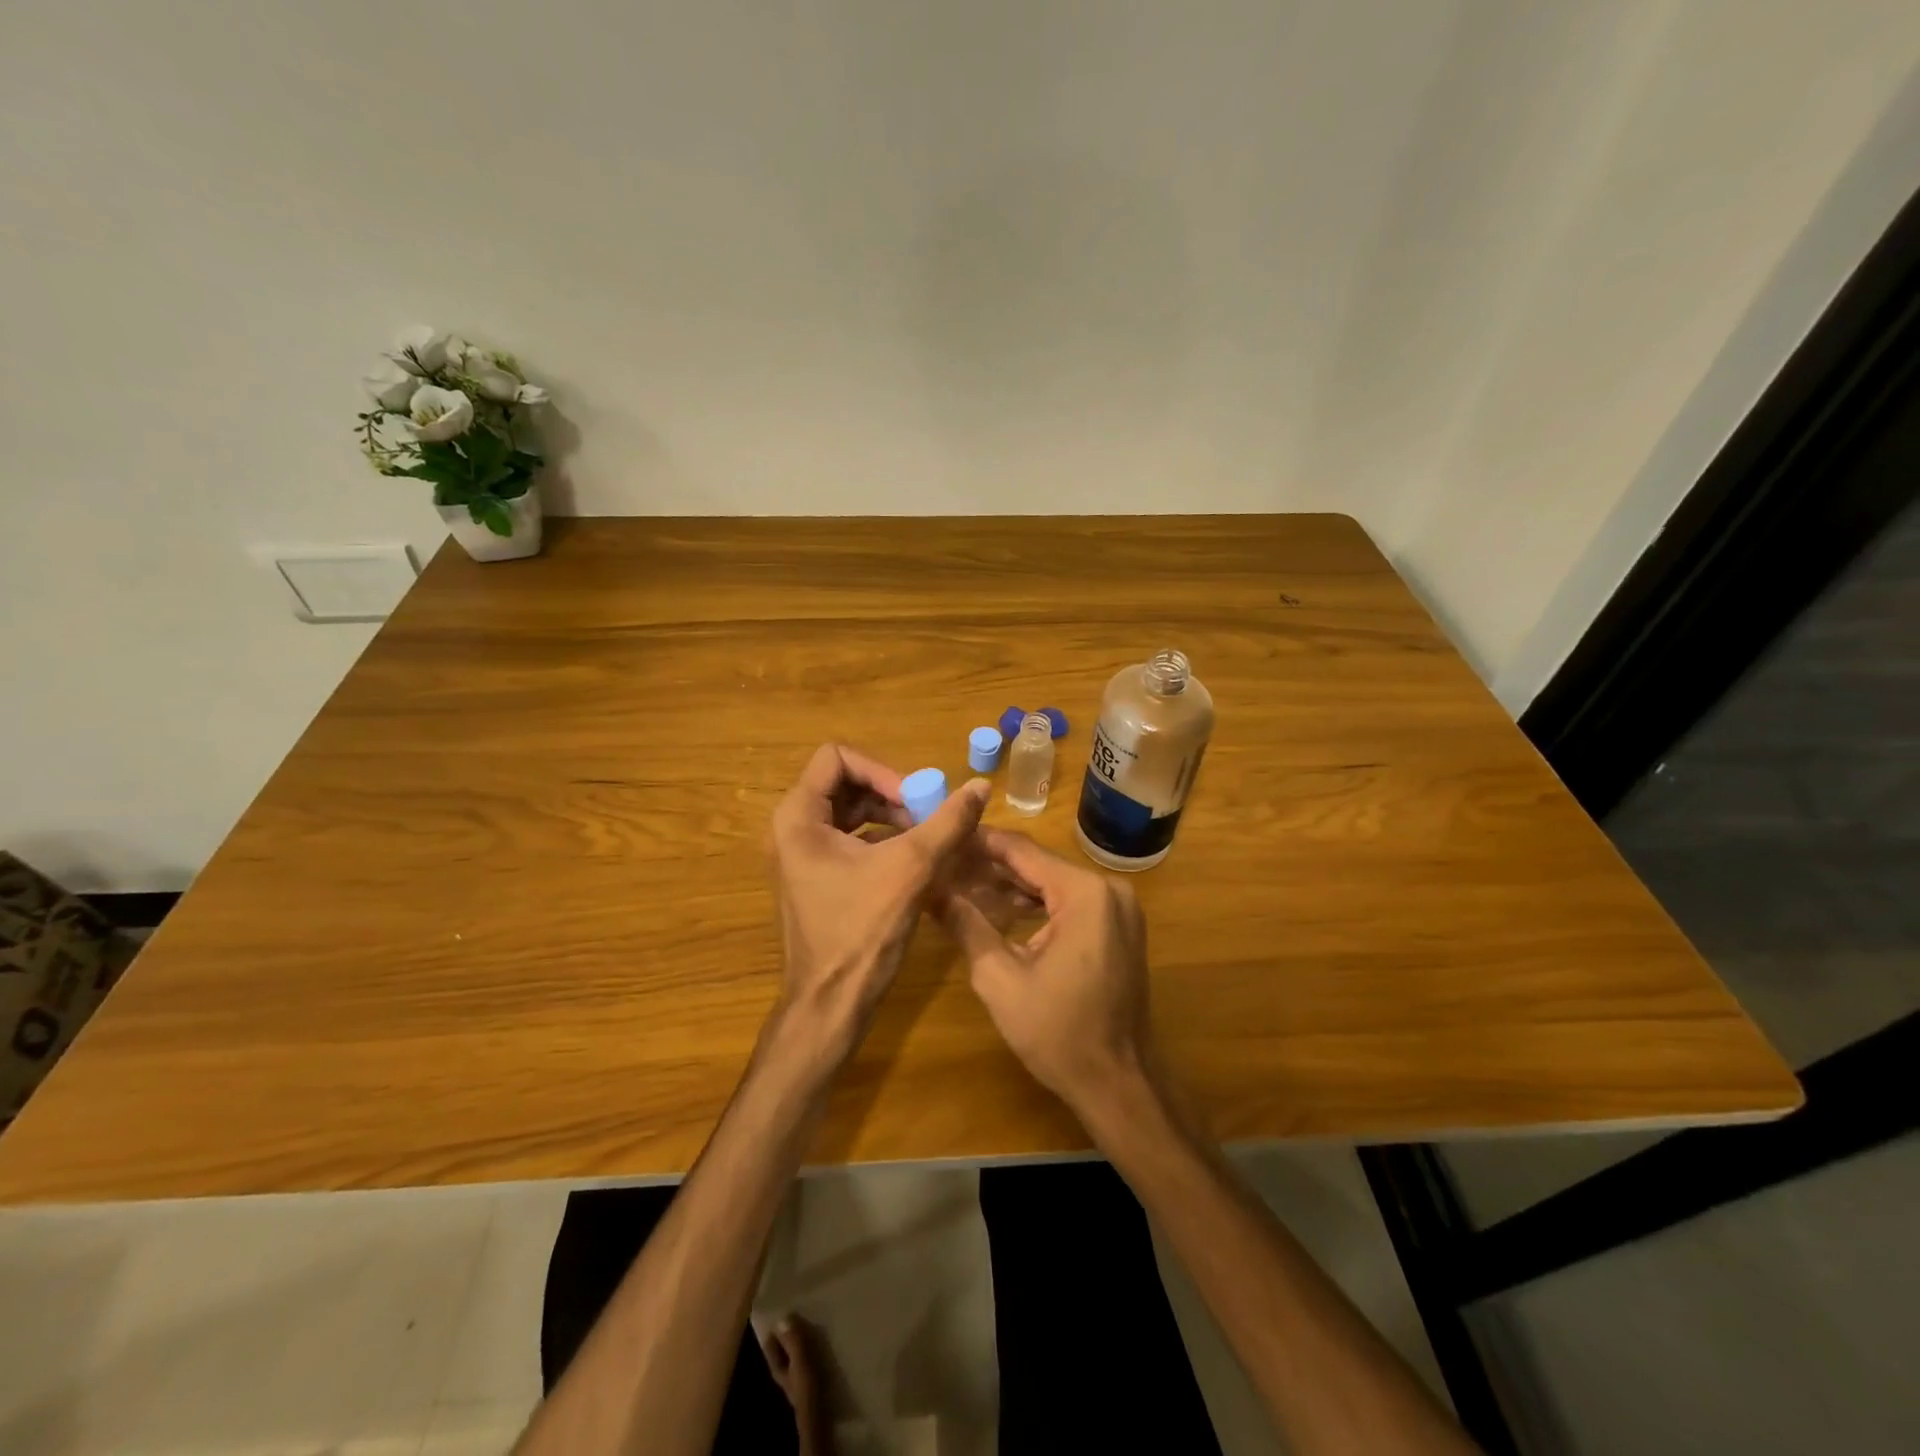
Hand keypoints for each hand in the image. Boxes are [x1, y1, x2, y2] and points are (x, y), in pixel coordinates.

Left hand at [768, 744, 988, 1064]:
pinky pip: (850, 839)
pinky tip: (915, 859)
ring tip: (927, 838)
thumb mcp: (910, 869)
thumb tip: (981, 786)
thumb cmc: (861, 933)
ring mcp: (802, 855)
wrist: (830, 1005)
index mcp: (798, 817)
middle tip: (928, 817)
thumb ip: (947, 823)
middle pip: (845, 783)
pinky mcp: (816, 877)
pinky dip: (883, 839)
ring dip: (891, 816)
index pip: (837, 758)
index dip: (882, 770)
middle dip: (891, 794)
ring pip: (851, 811)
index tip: (915, 800)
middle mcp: (792, 829)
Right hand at [936, 829, 1155, 1117]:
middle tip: (945, 864)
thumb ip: (965, 924)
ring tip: (962, 883)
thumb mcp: (999, 978)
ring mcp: (1118, 907)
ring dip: (1011, 885)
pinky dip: (1037, 904)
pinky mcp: (1118, 926)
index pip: (1021, 851)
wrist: (1118, 1084)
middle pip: (1038, 864)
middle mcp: (1108, 888)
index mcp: (1084, 892)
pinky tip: (1000, 908)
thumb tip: (929, 888)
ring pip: (1053, 882)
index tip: (943, 837)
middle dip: (990, 866)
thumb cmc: (1058, 1033)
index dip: (978, 843)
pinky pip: (1070, 902)